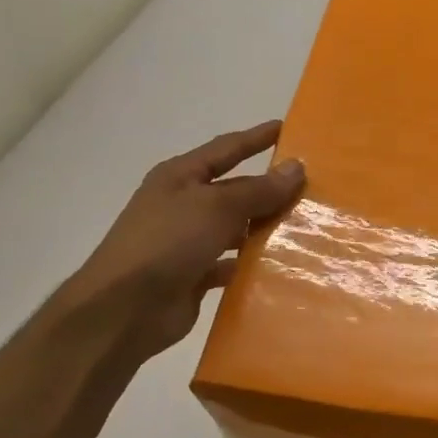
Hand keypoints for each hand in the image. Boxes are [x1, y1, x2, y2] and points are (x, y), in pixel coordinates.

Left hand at [64, 121, 305, 360]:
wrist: (124, 309)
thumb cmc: (167, 242)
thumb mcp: (216, 207)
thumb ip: (258, 190)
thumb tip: (296, 167)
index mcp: (181, 177)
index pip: (227, 149)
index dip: (256, 138)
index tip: (287, 128)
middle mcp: (184, 204)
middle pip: (235, 190)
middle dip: (270, 189)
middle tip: (313, 187)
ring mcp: (189, 241)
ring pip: (237, 228)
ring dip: (266, 228)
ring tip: (308, 227)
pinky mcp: (195, 275)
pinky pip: (233, 263)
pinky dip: (254, 263)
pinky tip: (283, 265)